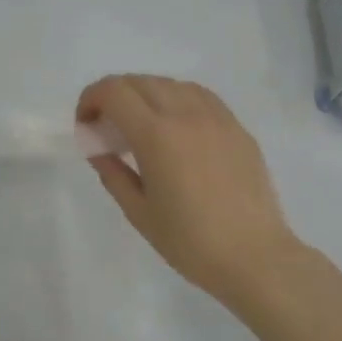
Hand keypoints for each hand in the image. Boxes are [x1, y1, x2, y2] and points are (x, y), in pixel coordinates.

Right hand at [78, 75, 305, 307]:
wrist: (255, 258)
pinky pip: (200, 96)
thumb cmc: (190, 242)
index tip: (85, 123)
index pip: (113, 92)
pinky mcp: (237, 128)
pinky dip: (177, 99)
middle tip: (107, 126)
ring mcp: (216, 118)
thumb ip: (112, 172)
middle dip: (114, 96)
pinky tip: (175, 126)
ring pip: (171, 84)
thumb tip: (98, 148)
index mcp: (156, 135)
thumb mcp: (138, 211)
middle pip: (139, 81)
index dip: (90, 99)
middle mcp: (186, 115)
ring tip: (141, 125)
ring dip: (146, 95)